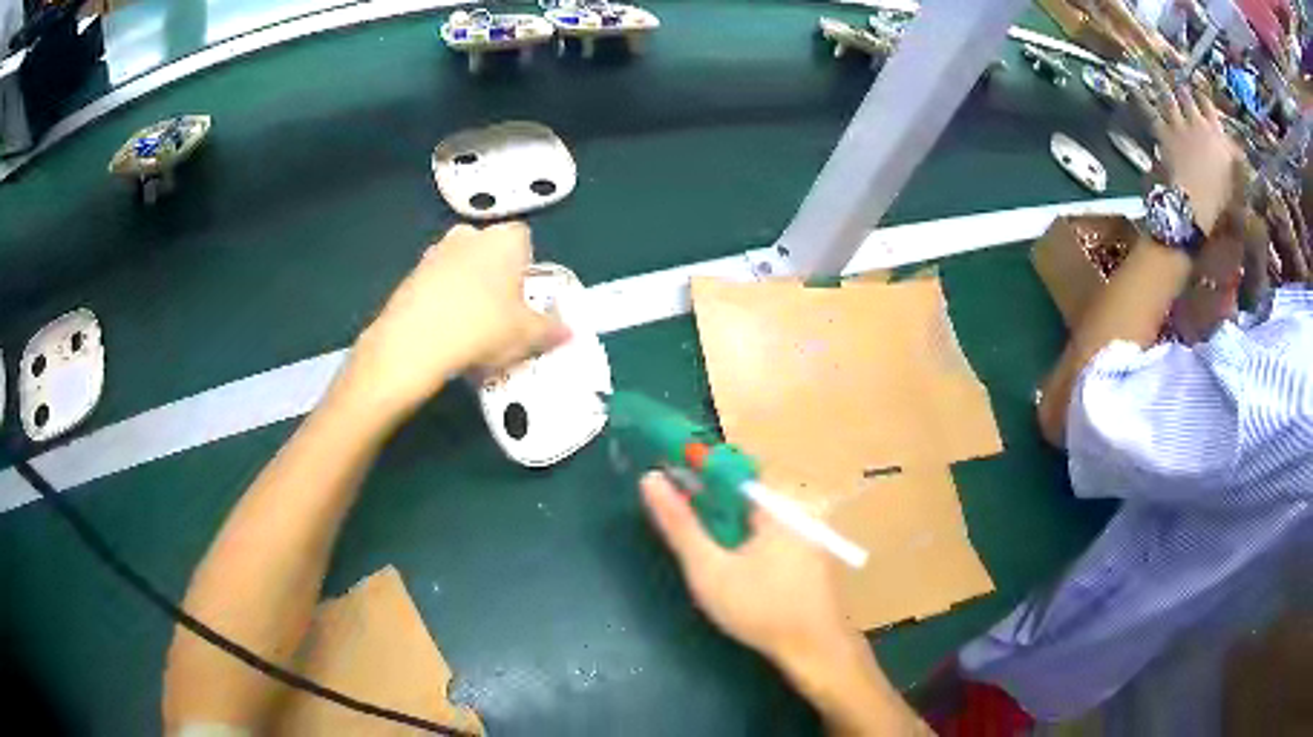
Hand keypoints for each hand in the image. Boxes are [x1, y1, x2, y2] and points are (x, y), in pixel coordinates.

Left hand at [338, 223, 568, 423]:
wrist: (415, 342)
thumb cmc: (483, 327)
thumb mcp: (528, 335)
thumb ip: (552, 329)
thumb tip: (569, 331)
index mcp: (504, 238)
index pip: (524, 240)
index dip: (527, 268)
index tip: (525, 298)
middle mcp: (469, 234)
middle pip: (490, 252)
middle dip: (496, 277)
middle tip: (501, 315)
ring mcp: (435, 252)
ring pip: (461, 267)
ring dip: (467, 289)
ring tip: (470, 330)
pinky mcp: (410, 275)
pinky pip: (436, 285)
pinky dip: (442, 303)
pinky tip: (444, 334)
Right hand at [640, 472, 852, 670]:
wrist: (815, 650)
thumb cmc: (760, 609)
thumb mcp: (709, 570)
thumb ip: (680, 525)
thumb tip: (651, 479)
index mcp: (778, 505)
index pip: (734, 471)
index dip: (701, 478)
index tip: (676, 494)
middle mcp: (800, 511)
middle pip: (748, 497)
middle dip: (717, 513)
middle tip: (696, 544)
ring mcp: (813, 536)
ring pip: (762, 521)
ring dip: (735, 534)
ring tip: (717, 566)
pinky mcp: (816, 559)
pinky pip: (778, 539)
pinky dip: (755, 548)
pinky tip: (746, 578)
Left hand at [1137, 71, 1238, 232]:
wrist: (1196, 205)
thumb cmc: (1220, 199)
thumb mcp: (1234, 179)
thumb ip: (1235, 159)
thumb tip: (1239, 148)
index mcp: (1217, 134)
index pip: (1209, 106)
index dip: (1201, 92)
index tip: (1195, 81)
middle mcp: (1198, 123)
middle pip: (1187, 95)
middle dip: (1178, 78)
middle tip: (1169, 63)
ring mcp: (1180, 126)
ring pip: (1168, 96)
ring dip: (1159, 80)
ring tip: (1151, 67)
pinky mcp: (1164, 133)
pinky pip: (1149, 111)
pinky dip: (1141, 98)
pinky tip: (1133, 87)